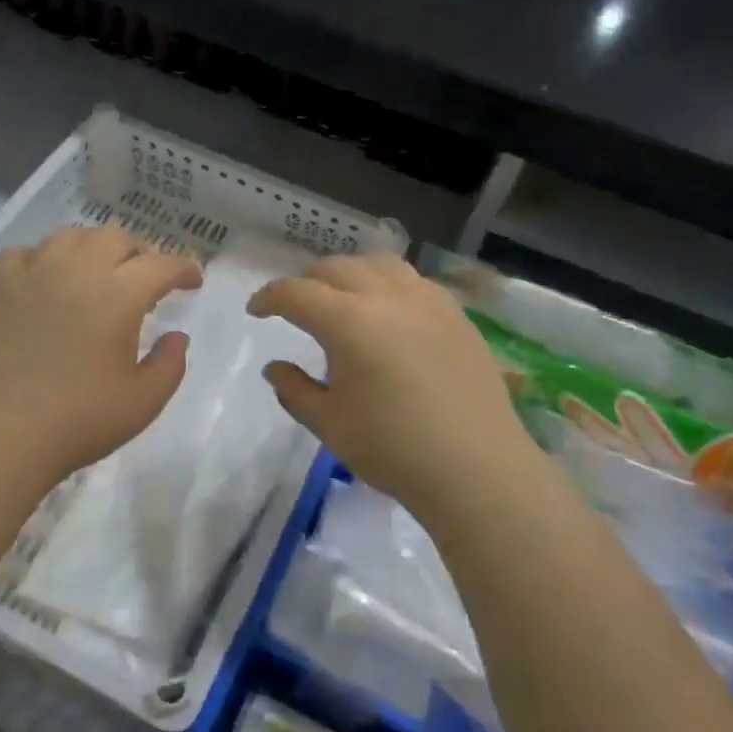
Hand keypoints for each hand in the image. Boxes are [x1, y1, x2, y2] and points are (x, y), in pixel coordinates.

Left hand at [0, 225, 202, 487]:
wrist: (2, 435)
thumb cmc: (80, 420)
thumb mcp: (144, 401)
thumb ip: (170, 364)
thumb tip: (177, 337)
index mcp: (118, 295)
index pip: (161, 264)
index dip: (183, 269)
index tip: (192, 282)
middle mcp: (77, 270)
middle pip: (117, 238)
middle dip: (140, 255)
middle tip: (145, 284)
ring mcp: (34, 273)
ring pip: (72, 236)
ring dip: (95, 249)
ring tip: (99, 276)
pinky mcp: (0, 287)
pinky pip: (26, 252)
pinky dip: (44, 258)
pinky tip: (48, 280)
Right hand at [248, 254, 536, 520]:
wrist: (476, 468)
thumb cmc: (392, 448)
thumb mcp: (329, 423)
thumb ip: (294, 389)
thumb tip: (275, 368)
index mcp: (348, 321)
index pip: (296, 293)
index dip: (269, 297)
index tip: (256, 310)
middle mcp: (387, 297)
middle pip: (336, 268)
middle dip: (307, 281)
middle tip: (295, 306)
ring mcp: (427, 301)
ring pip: (379, 264)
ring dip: (350, 273)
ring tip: (342, 298)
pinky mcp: (456, 315)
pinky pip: (413, 281)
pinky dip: (388, 284)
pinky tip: (389, 312)